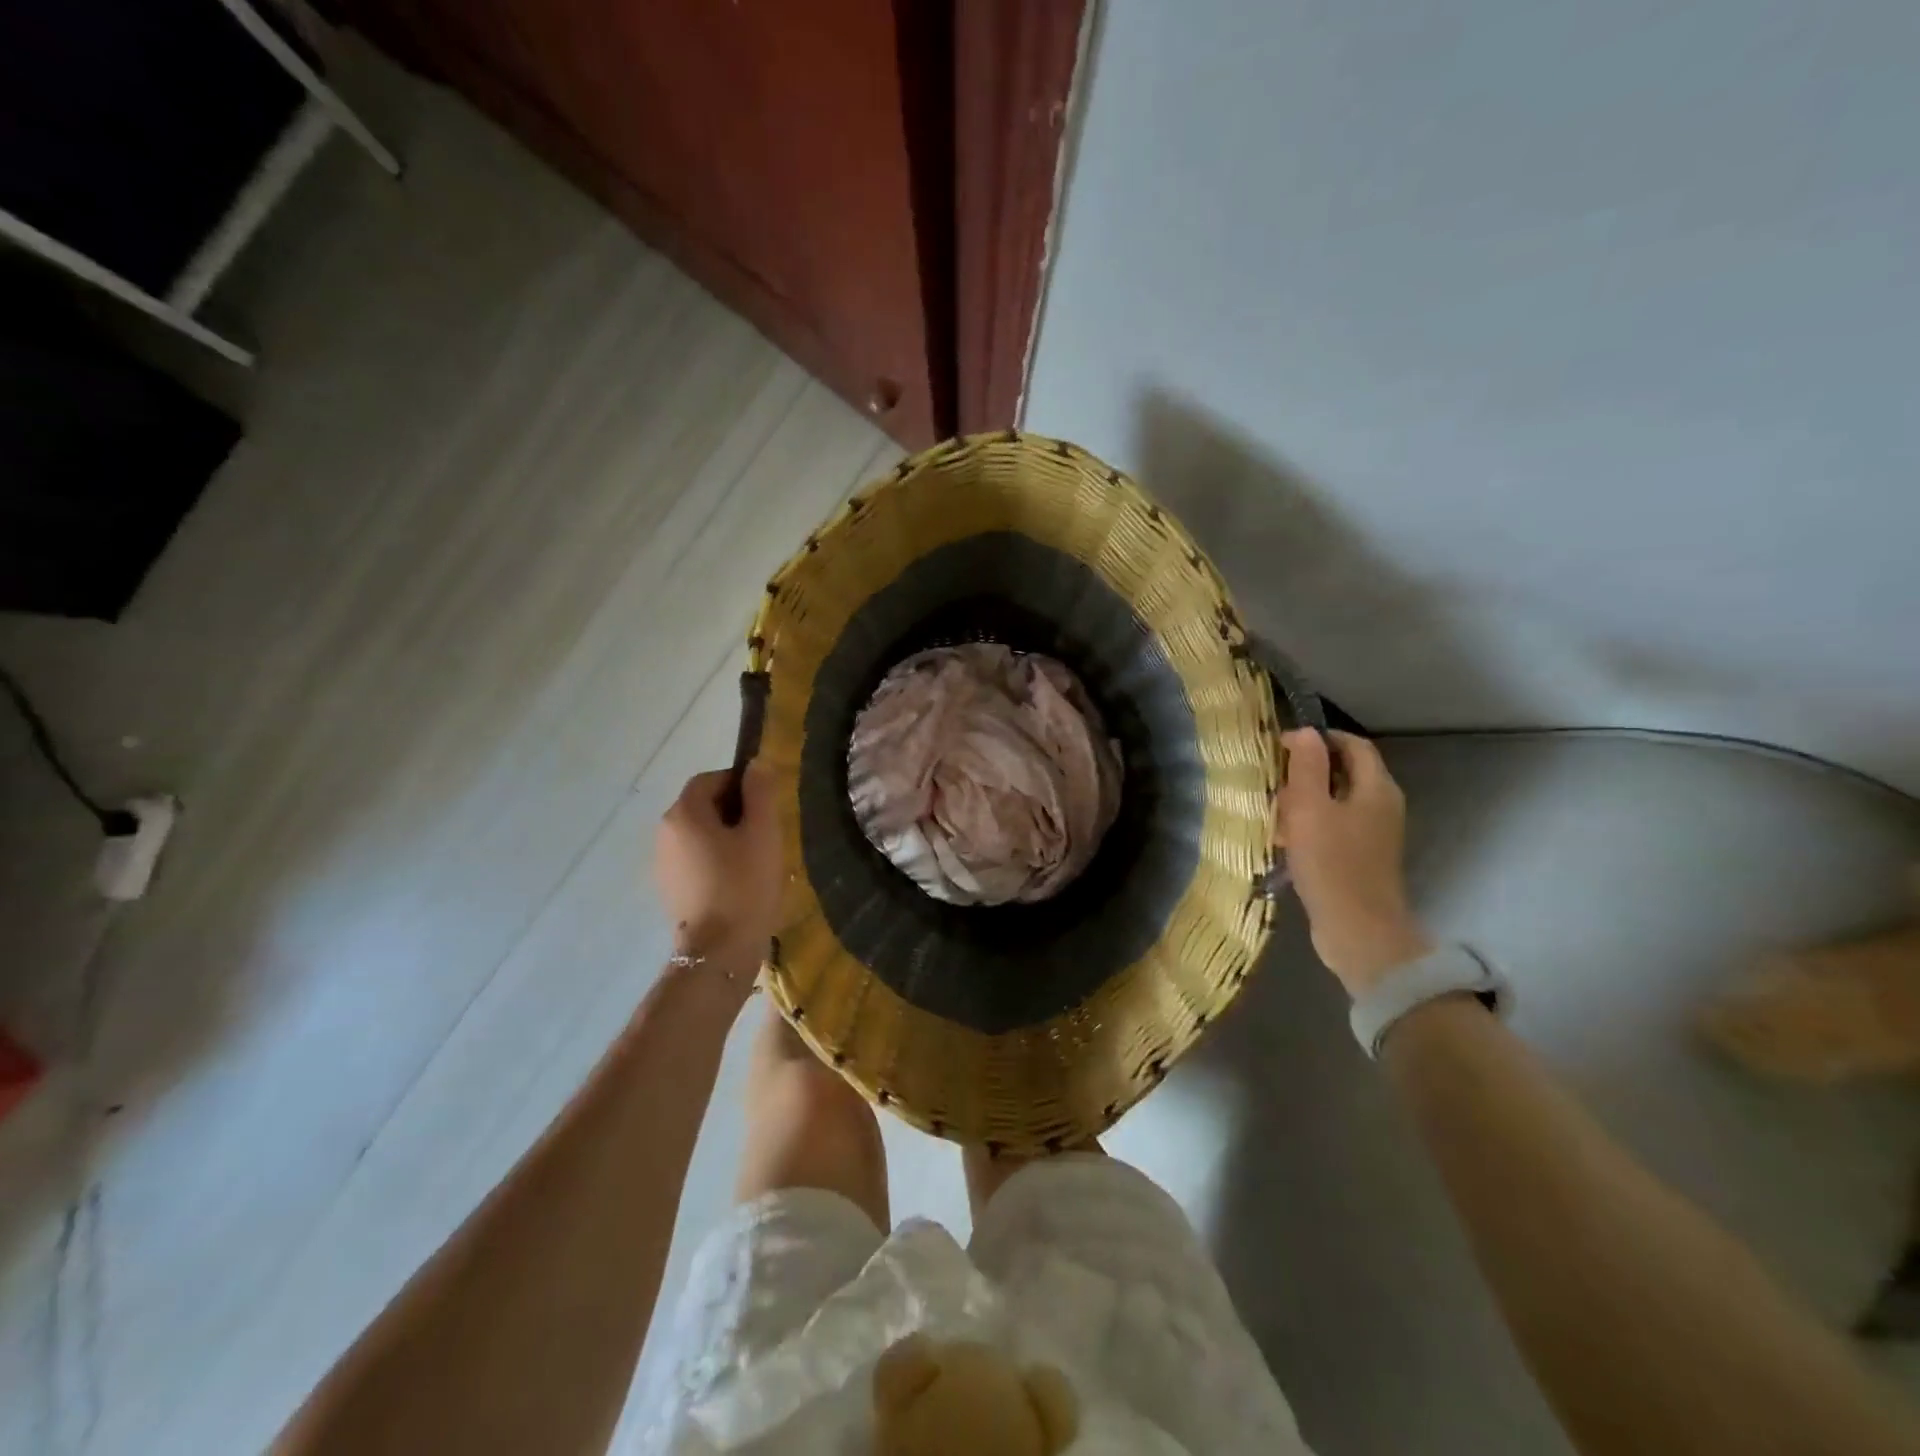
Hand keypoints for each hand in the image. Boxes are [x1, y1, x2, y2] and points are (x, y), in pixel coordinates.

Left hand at [655, 762, 782, 974]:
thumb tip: (755, 765)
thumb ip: (760, 793)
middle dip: (735, 810)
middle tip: (767, 830)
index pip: (710, 779)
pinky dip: (715, 858)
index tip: (767, 803)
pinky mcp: (670, 887)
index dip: (740, 783)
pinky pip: (695, 858)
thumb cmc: (744, 885)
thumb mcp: (763, 833)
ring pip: (699, 833)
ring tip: (756, 857)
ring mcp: (663, 862)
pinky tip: (739, 880)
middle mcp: (665, 832)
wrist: (719, 951)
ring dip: (726, 835)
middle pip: (702, 805)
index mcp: (684, 813)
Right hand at [1272, 729, 1432, 996]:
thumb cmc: (1331, 864)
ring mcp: (1374, 833)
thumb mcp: (1310, 809)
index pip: (1351, 744)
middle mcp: (1382, 805)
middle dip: (1306, 771)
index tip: (1281, 746)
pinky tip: (1284, 839)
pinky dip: (1309, 824)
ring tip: (1272, 810)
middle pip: (1343, 772)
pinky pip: (1333, 826)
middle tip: (1272, 779)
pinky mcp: (1361, 857)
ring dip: (1304, 799)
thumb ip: (1307, 767)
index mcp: (1377, 788)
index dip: (1317, 739)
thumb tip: (1305, 732)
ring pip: (1335, 800)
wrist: (1357, 930)